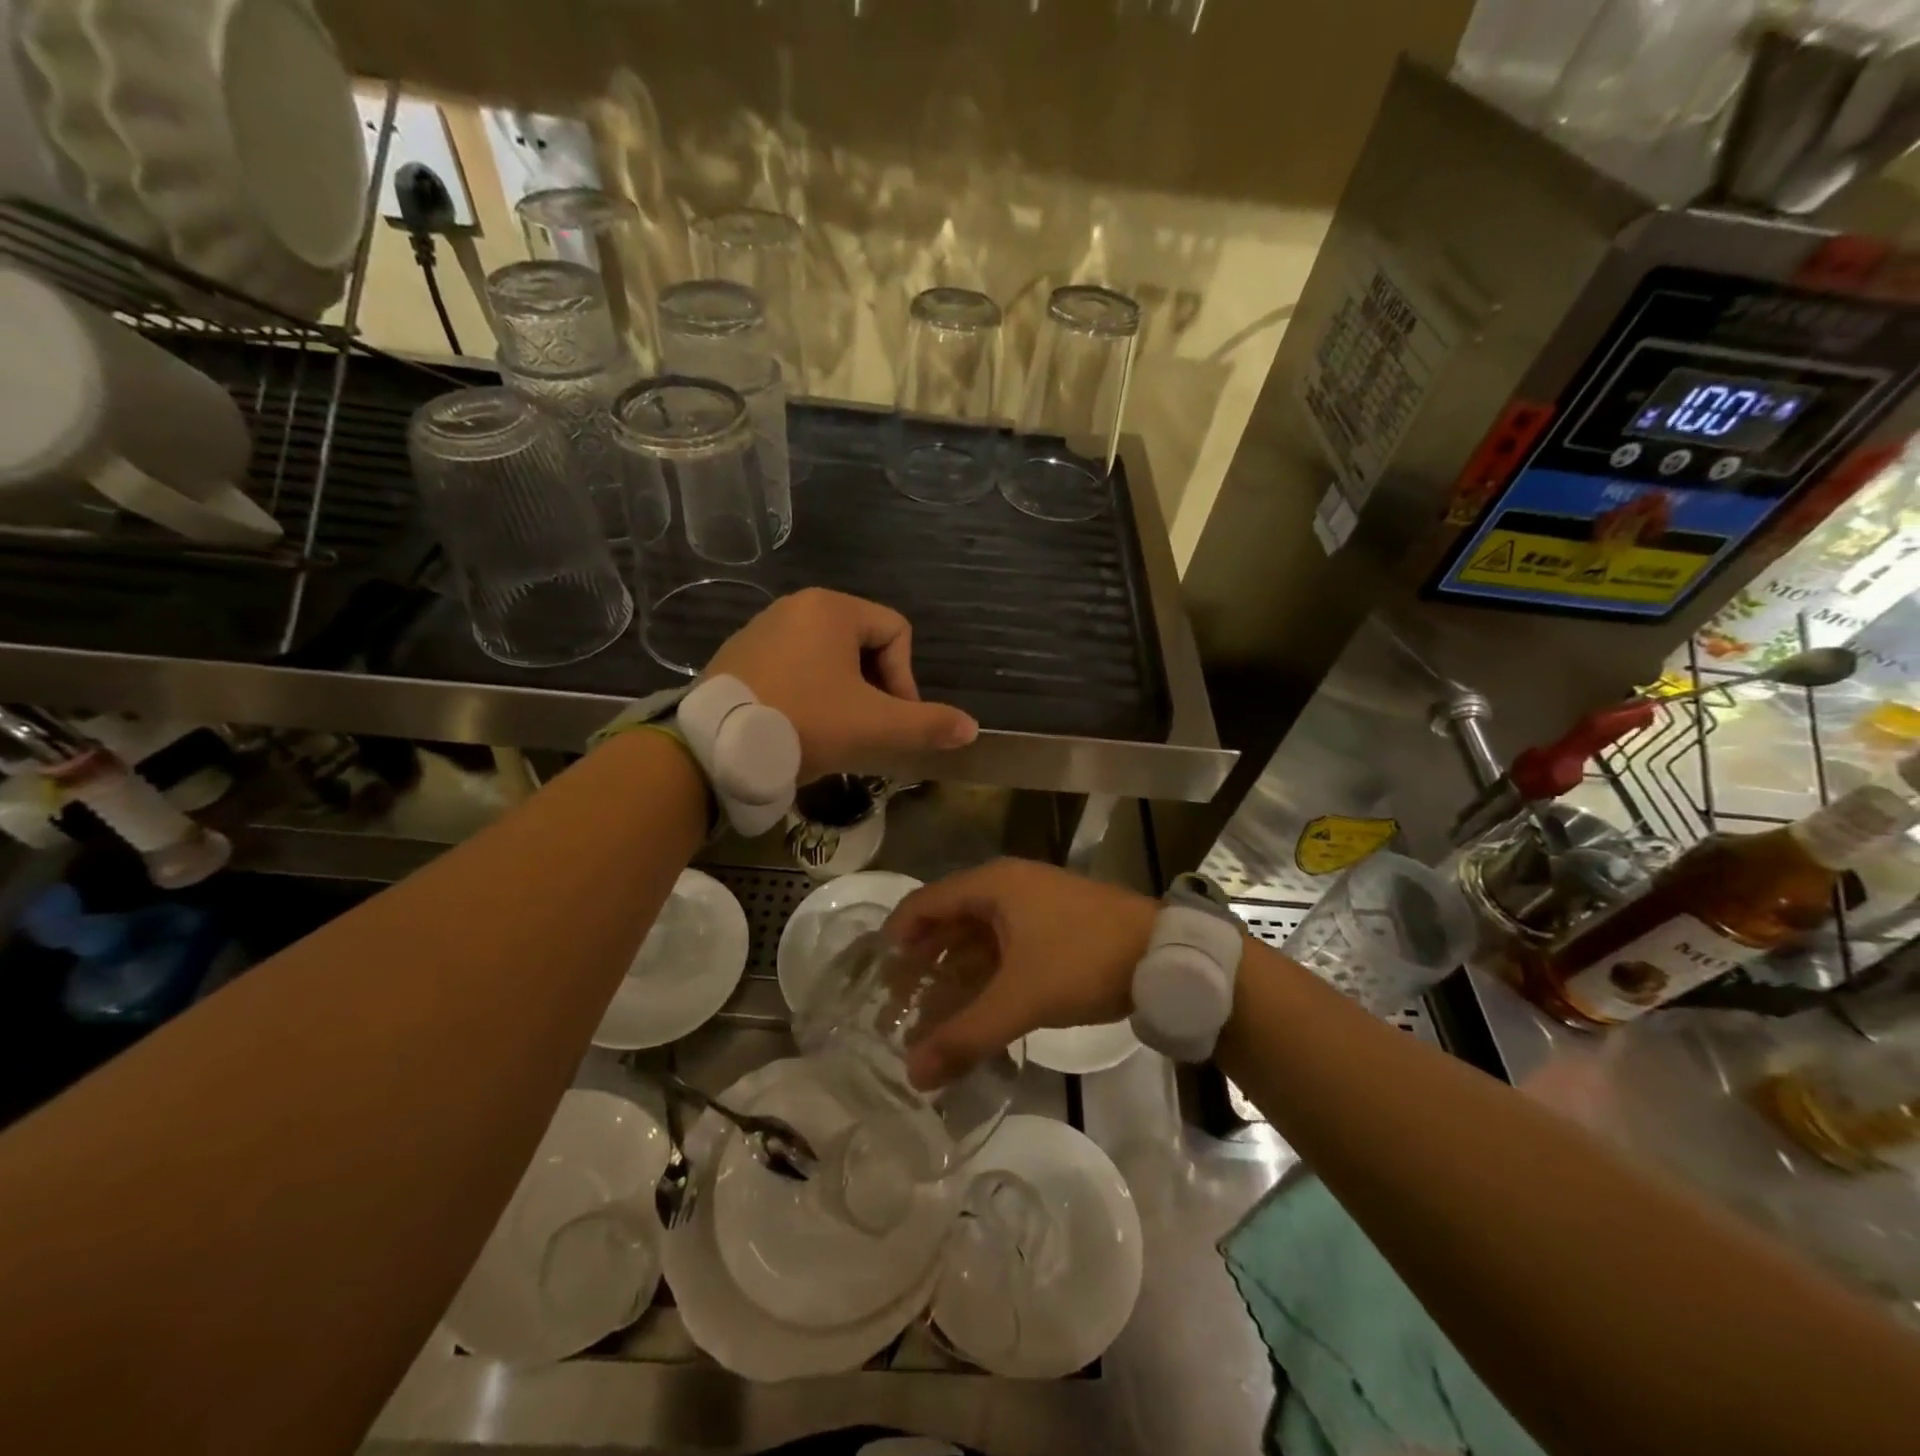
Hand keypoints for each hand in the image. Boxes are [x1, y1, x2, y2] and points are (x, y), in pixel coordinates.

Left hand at [705, 589, 977, 780]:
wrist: (712, 748)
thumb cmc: (804, 723)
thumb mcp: (875, 727)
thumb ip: (928, 725)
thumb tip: (971, 728)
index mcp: (831, 609)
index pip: (897, 632)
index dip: (907, 679)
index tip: (894, 720)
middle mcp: (795, 607)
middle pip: (863, 645)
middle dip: (875, 689)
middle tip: (868, 731)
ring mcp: (761, 630)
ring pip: (828, 660)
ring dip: (844, 695)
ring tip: (836, 734)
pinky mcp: (738, 657)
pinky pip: (793, 668)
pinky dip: (809, 695)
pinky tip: (800, 729)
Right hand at [886, 859, 1157, 1087]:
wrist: (1164, 954)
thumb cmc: (1083, 960)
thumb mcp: (1022, 999)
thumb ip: (966, 1036)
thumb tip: (913, 1074)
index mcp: (992, 886)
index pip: (924, 903)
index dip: (897, 936)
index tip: (876, 976)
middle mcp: (1007, 887)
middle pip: (949, 920)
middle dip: (923, 962)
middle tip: (899, 1003)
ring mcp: (1034, 905)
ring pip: (978, 937)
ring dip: (955, 972)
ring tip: (933, 1013)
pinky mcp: (1054, 927)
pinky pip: (1005, 947)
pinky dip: (986, 975)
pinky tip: (978, 1008)